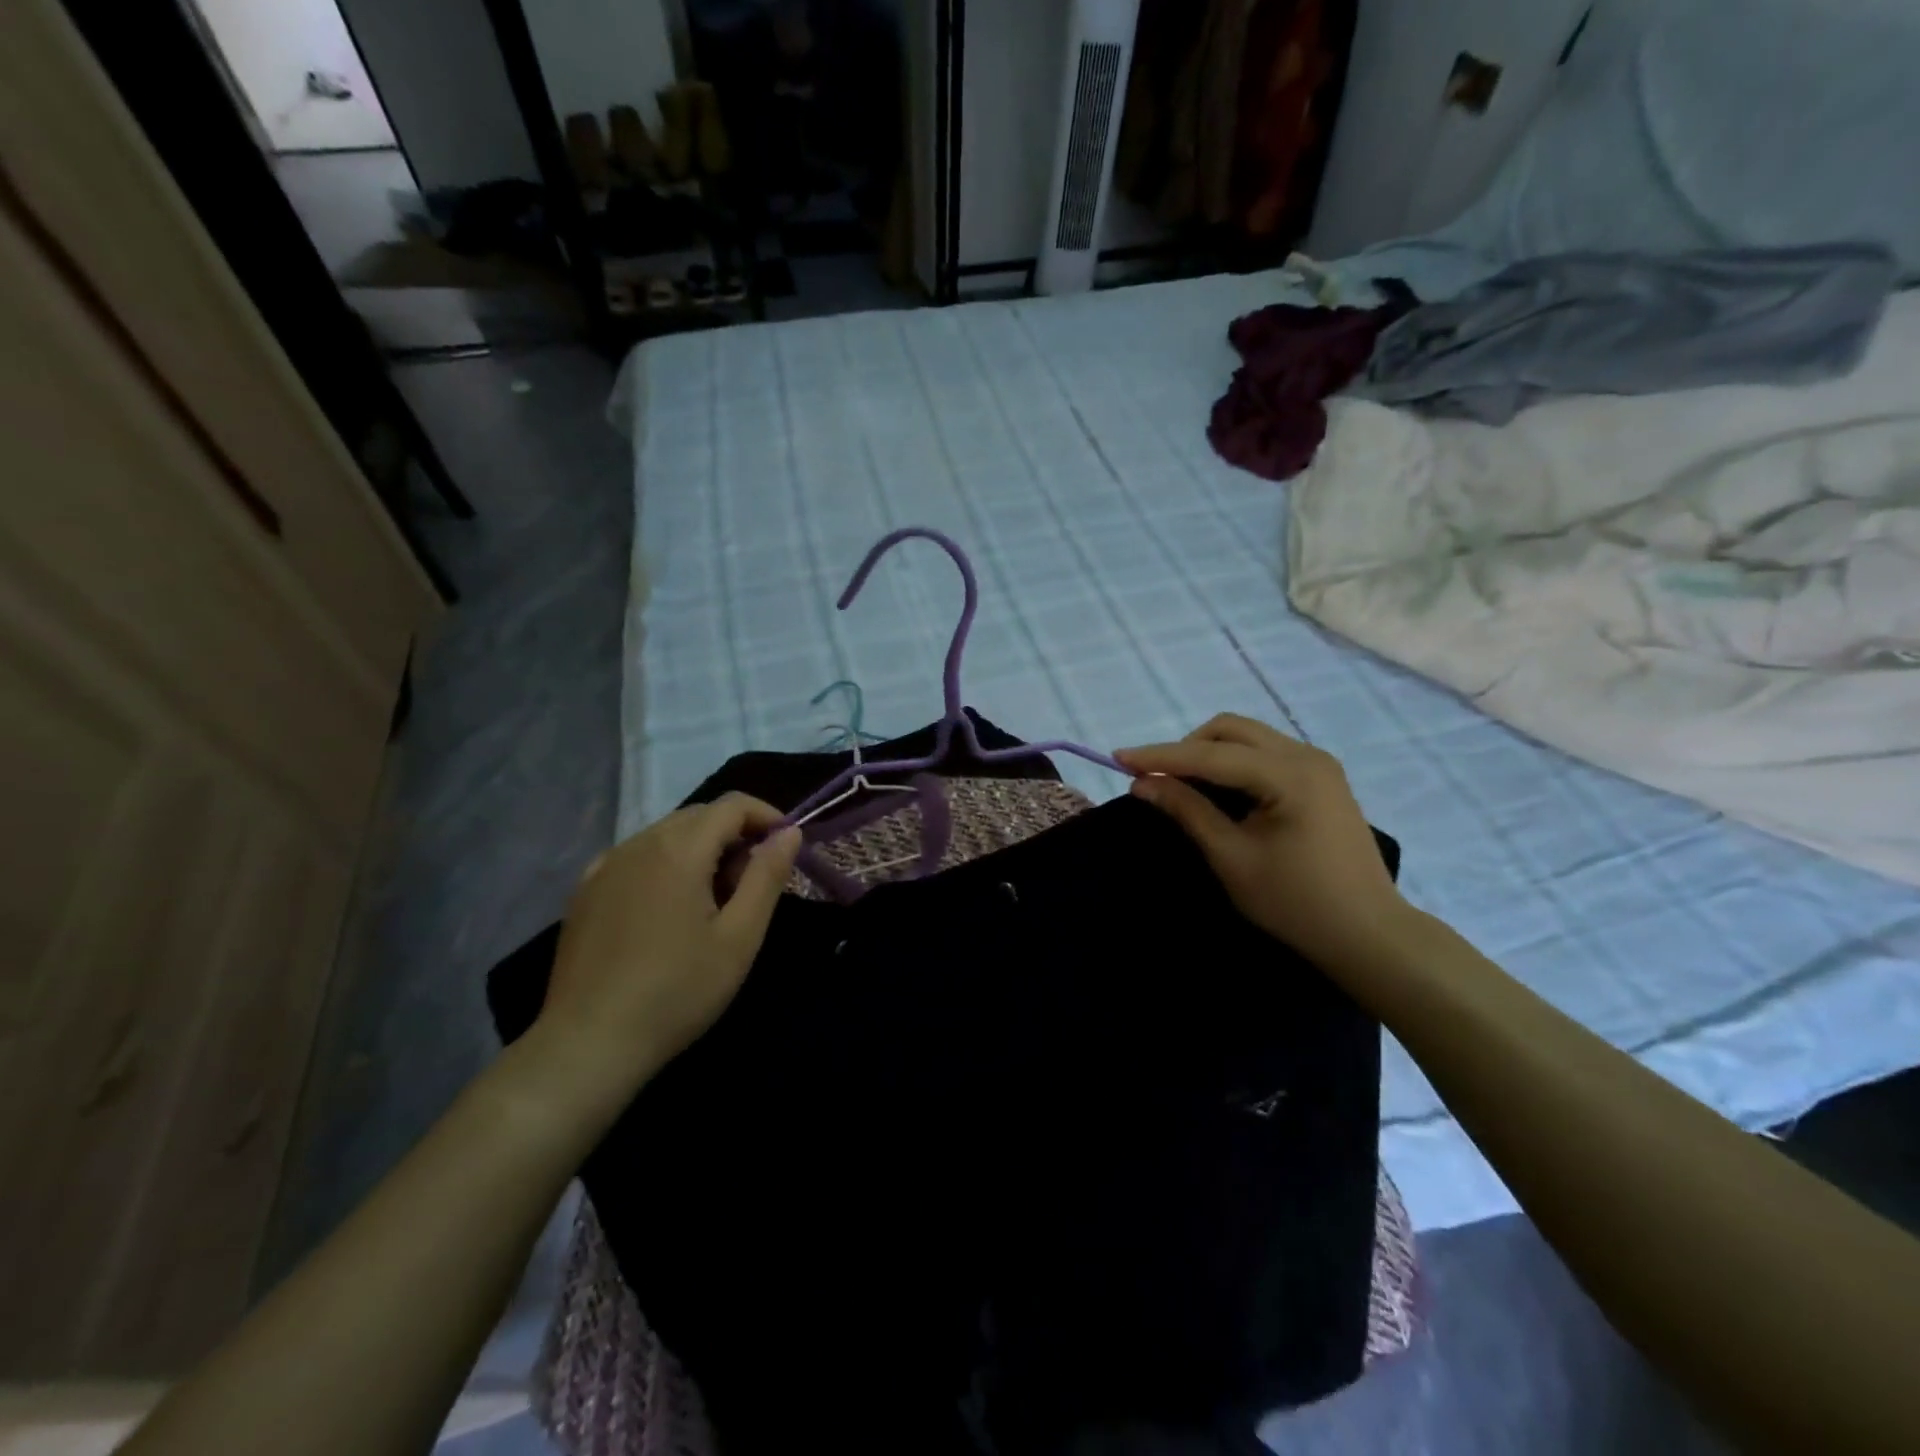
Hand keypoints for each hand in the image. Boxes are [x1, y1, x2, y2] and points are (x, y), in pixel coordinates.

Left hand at [523, 795, 802, 1117]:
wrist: (588, 1044)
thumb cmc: (677, 991)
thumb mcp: (739, 937)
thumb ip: (767, 876)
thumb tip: (789, 832)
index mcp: (679, 849)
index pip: (732, 805)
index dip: (766, 816)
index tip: (785, 847)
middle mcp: (638, 844)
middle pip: (699, 816)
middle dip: (735, 835)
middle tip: (751, 884)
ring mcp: (605, 866)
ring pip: (666, 835)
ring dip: (700, 850)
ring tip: (712, 902)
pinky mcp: (585, 891)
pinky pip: (636, 857)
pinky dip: (664, 865)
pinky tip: (667, 909)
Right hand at [1119, 714, 1407, 968]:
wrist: (1368, 933)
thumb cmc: (1295, 902)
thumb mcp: (1231, 857)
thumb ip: (1187, 811)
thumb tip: (1142, 784)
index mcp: (1289, 774)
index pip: (1210, 754)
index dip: (1159, 756)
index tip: (1117, 758)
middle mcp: (1306, 755)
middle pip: (1230, 730)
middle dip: (1186, 748)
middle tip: (1156, 780)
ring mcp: (1318, 764)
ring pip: (1247, 737)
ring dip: (1208, 754)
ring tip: (1182, 786)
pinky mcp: (1321, 778)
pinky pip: (1264, 754)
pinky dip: (1232, 764)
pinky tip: (1218, 791)